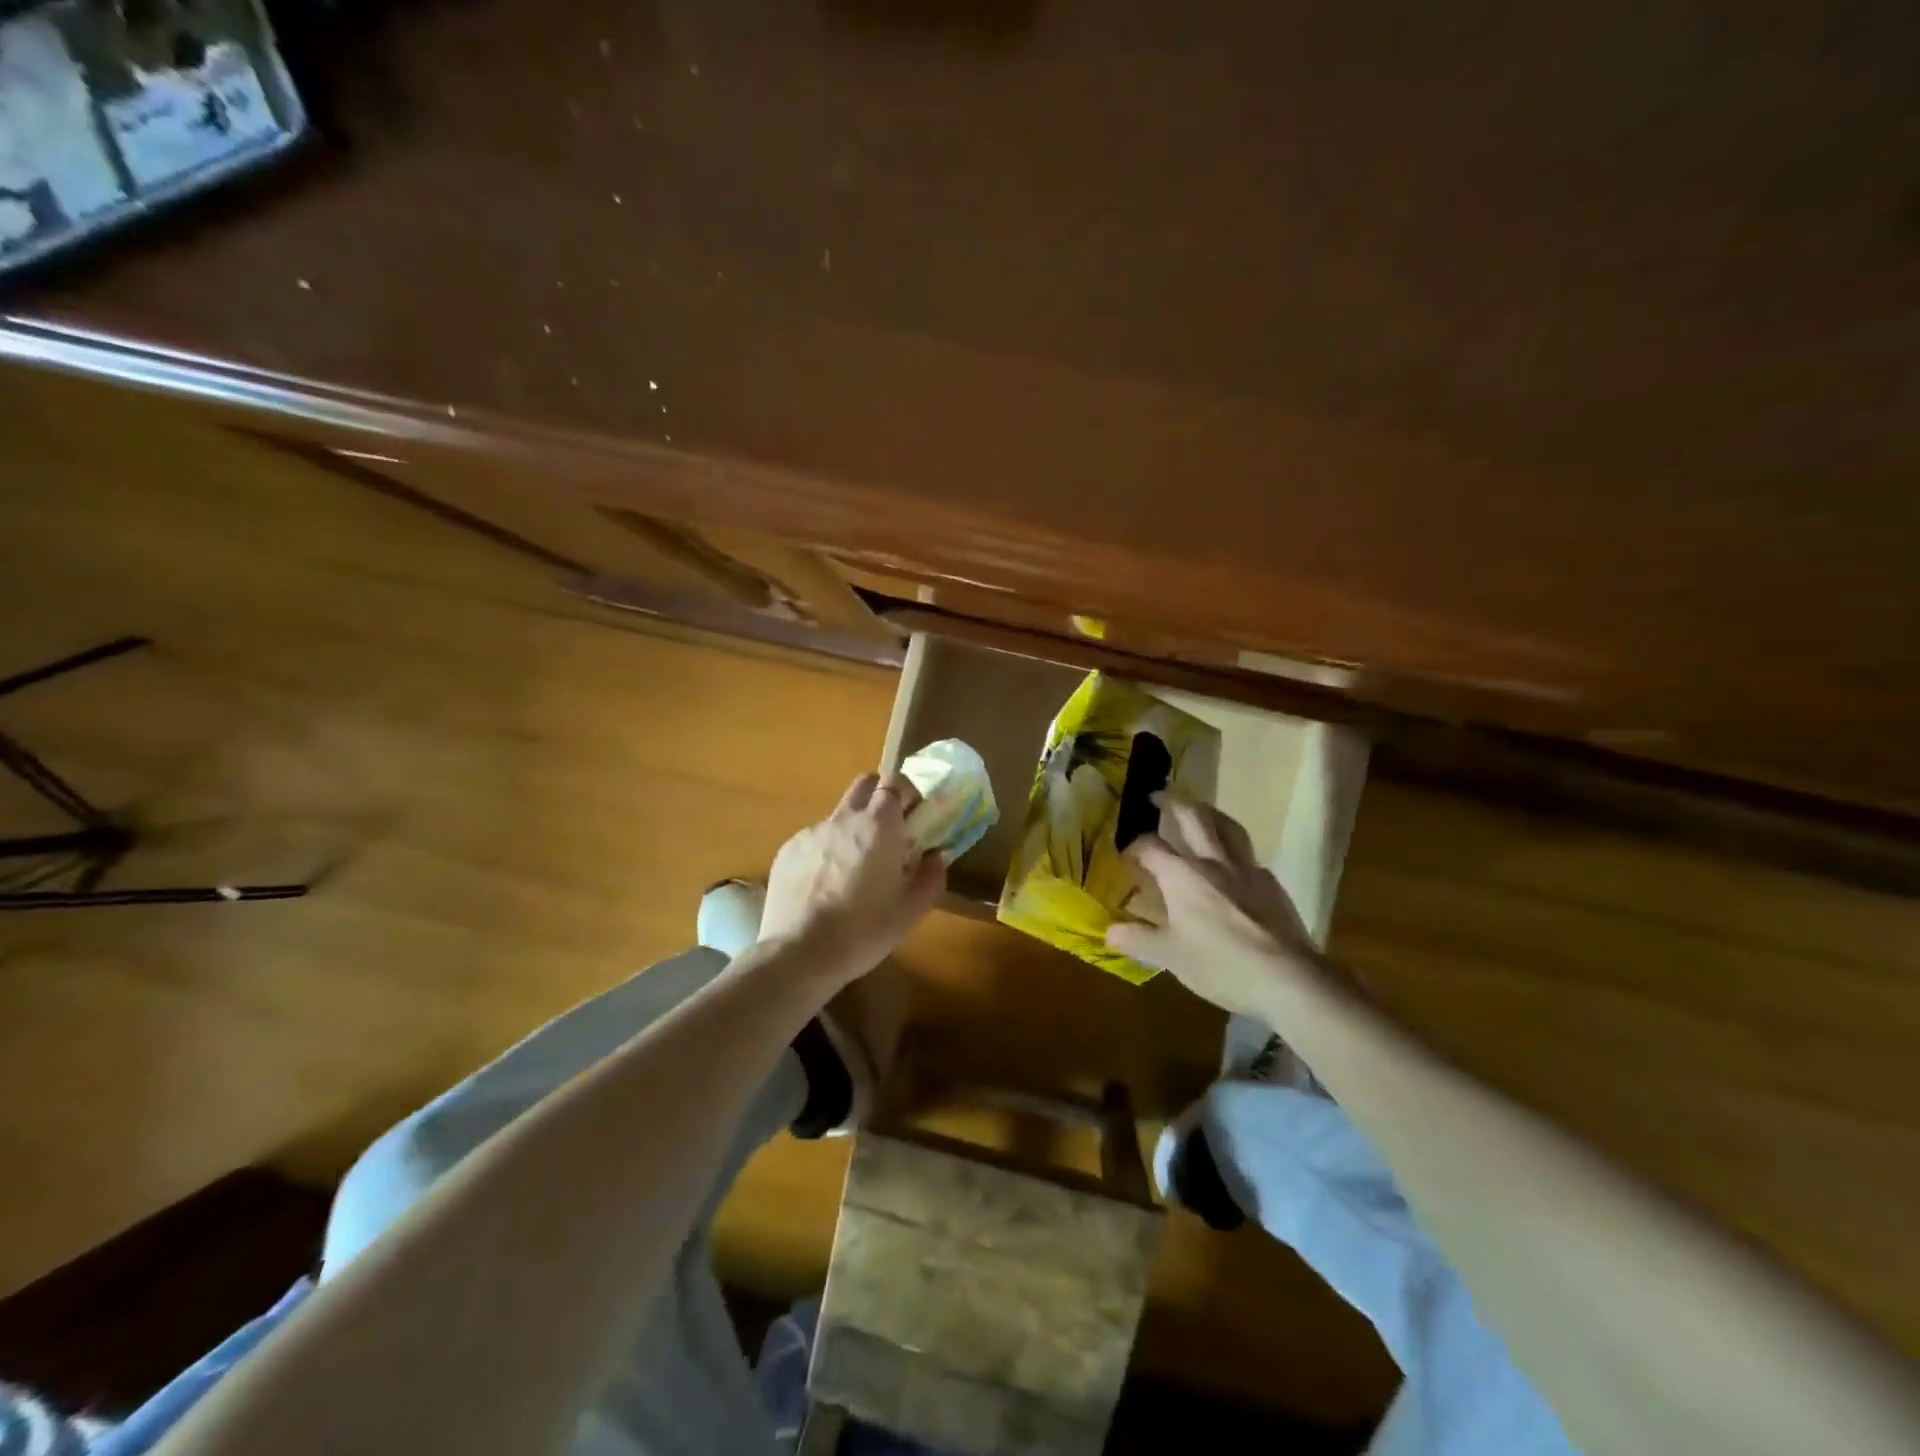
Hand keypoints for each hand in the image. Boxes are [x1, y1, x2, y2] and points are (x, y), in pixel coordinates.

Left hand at [759, 771, 947, 983]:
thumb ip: (931, 876)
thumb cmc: (864, 930)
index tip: (914, 816)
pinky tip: (824, 886)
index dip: (907, 793)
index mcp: (879, 826)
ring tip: (853, 869)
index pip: (895, 782)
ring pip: (838, 815)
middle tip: (888, 830)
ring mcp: (811, 832)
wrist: (800, 953)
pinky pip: (814, 839)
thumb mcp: (911, 910)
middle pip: (864, 784)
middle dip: (879, 796)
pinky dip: (826, 851)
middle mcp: (844, 819)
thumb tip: (935, 857)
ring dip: (852, 829)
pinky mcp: (788, 850)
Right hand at [1106, 795, 1326, 1018]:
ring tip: (1199, 810)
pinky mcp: (1271, 884)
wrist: (1286, 978)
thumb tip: (1109, 932)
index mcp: (1182, 875)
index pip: (1151, 846)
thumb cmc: (1220, 964)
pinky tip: (1233, 863)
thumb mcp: (1170, 957)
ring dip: (1209, 812)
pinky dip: (1234, 849)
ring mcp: (1246, 869)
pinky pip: (1248, 855)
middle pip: (1194, 817)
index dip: (1135, 846)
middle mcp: (1213, 861)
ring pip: (1227, 826)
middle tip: (1159, 795)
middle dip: (1173, 802)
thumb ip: (1139, 940)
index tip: (1127, 853)